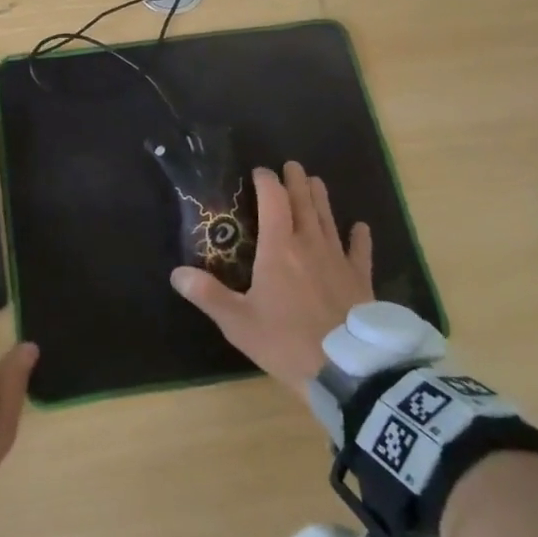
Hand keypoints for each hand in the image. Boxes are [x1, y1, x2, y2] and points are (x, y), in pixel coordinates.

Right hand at [170, 161, 371, 395]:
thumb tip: (176, 273)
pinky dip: (359, 236)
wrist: (347, 370)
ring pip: (329, 218)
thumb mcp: (238, 322)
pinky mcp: (361, 280)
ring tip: (316, 181)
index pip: (273, 200)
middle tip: (291, 165)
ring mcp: (338, 260)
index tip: (259, 172)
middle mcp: (310, 243)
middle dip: (296, 181)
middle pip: (304, 202)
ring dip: (321, 198)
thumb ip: (208, 294)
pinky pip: (360, 251)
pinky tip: (360, 226)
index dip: (266, 181)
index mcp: (279, 247)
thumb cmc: (286, 341)